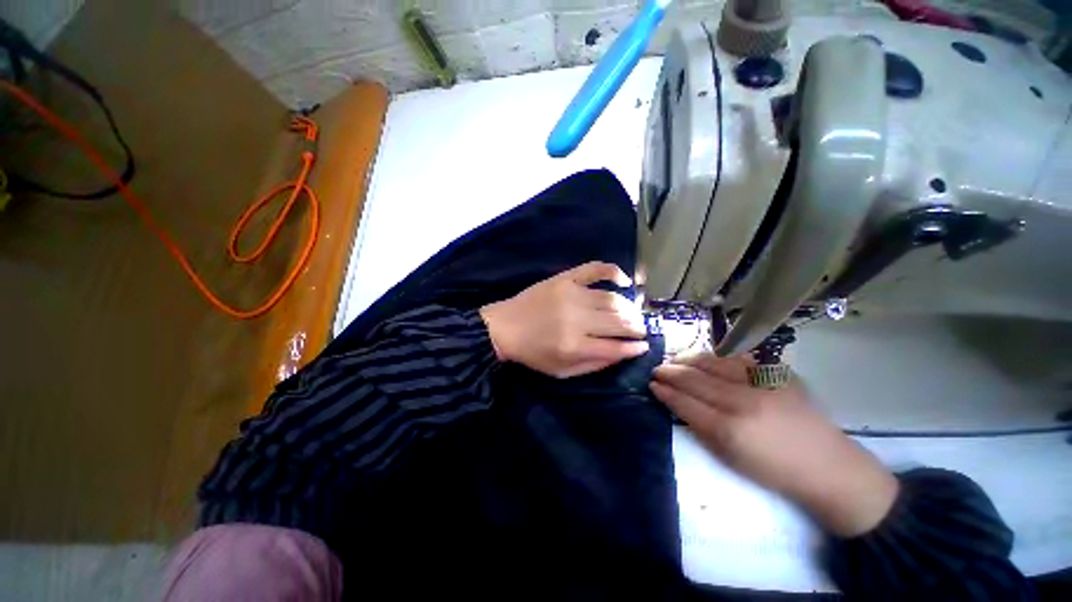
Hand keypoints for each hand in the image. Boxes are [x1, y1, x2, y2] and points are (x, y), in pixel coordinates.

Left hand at [479, 262, 648, 378]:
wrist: (504, 327)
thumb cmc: (533, 353)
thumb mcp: (562, 371)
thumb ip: (594, 364)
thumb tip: (625, 352)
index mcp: (574, 346)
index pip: (616, 346)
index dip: (635, 347)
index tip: (644, 346)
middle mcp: (576, 319)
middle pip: (619, 322)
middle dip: (637, 327)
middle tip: (641, 330)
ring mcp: (571, 294)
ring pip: (612, 299)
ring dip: (629, 308)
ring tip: (633, 314)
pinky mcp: (565, 279)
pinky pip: (594, 269)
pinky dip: (613, 272)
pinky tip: (624, 281)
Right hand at [651, 353, 898, 536]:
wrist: (829, 466)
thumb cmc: (775, 471)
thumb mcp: (730, 458)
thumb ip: (700, 427)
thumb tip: (676, 403)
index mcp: (730, 430)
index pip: (685, 402)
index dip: (665, 392)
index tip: (652, 385)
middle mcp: (743, 401)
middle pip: (695, 379)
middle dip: (670, 372)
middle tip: (657, 369)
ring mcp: (762, 383)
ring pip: (713, 361)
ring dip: (688, 359)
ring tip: (675, 360)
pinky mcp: (777, 374)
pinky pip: (737, 358)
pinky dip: (715, 356)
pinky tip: (704, 358)